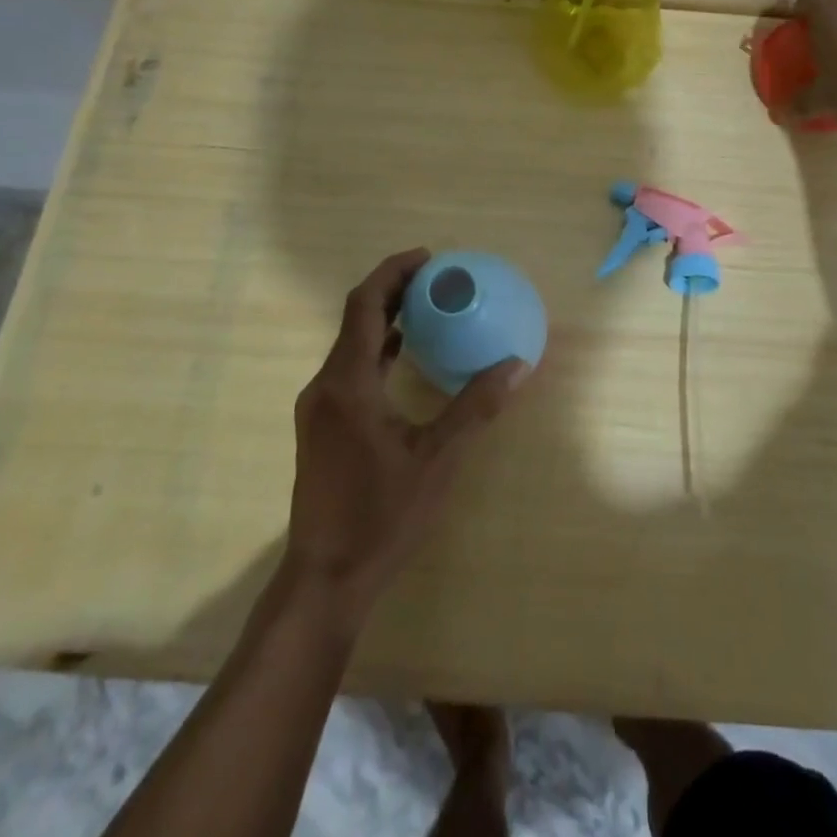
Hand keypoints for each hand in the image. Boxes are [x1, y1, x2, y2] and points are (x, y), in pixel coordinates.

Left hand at [274, 249, 525, 619]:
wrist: (325, 578)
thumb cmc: (381, 515)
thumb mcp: (437, 460)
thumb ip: (475, 407)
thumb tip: (518, 364)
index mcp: (348, 384)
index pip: (364, 306)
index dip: (393, 273)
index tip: (429, 258)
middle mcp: (325, 386)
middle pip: (356, 318)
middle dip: (392, 289)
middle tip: (436, 276)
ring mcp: (318, 407)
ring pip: (351, 343)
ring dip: (385, 317)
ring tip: (427, 305)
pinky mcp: (321, 426)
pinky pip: (350, 367)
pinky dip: (378, 347)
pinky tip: (405, 353)